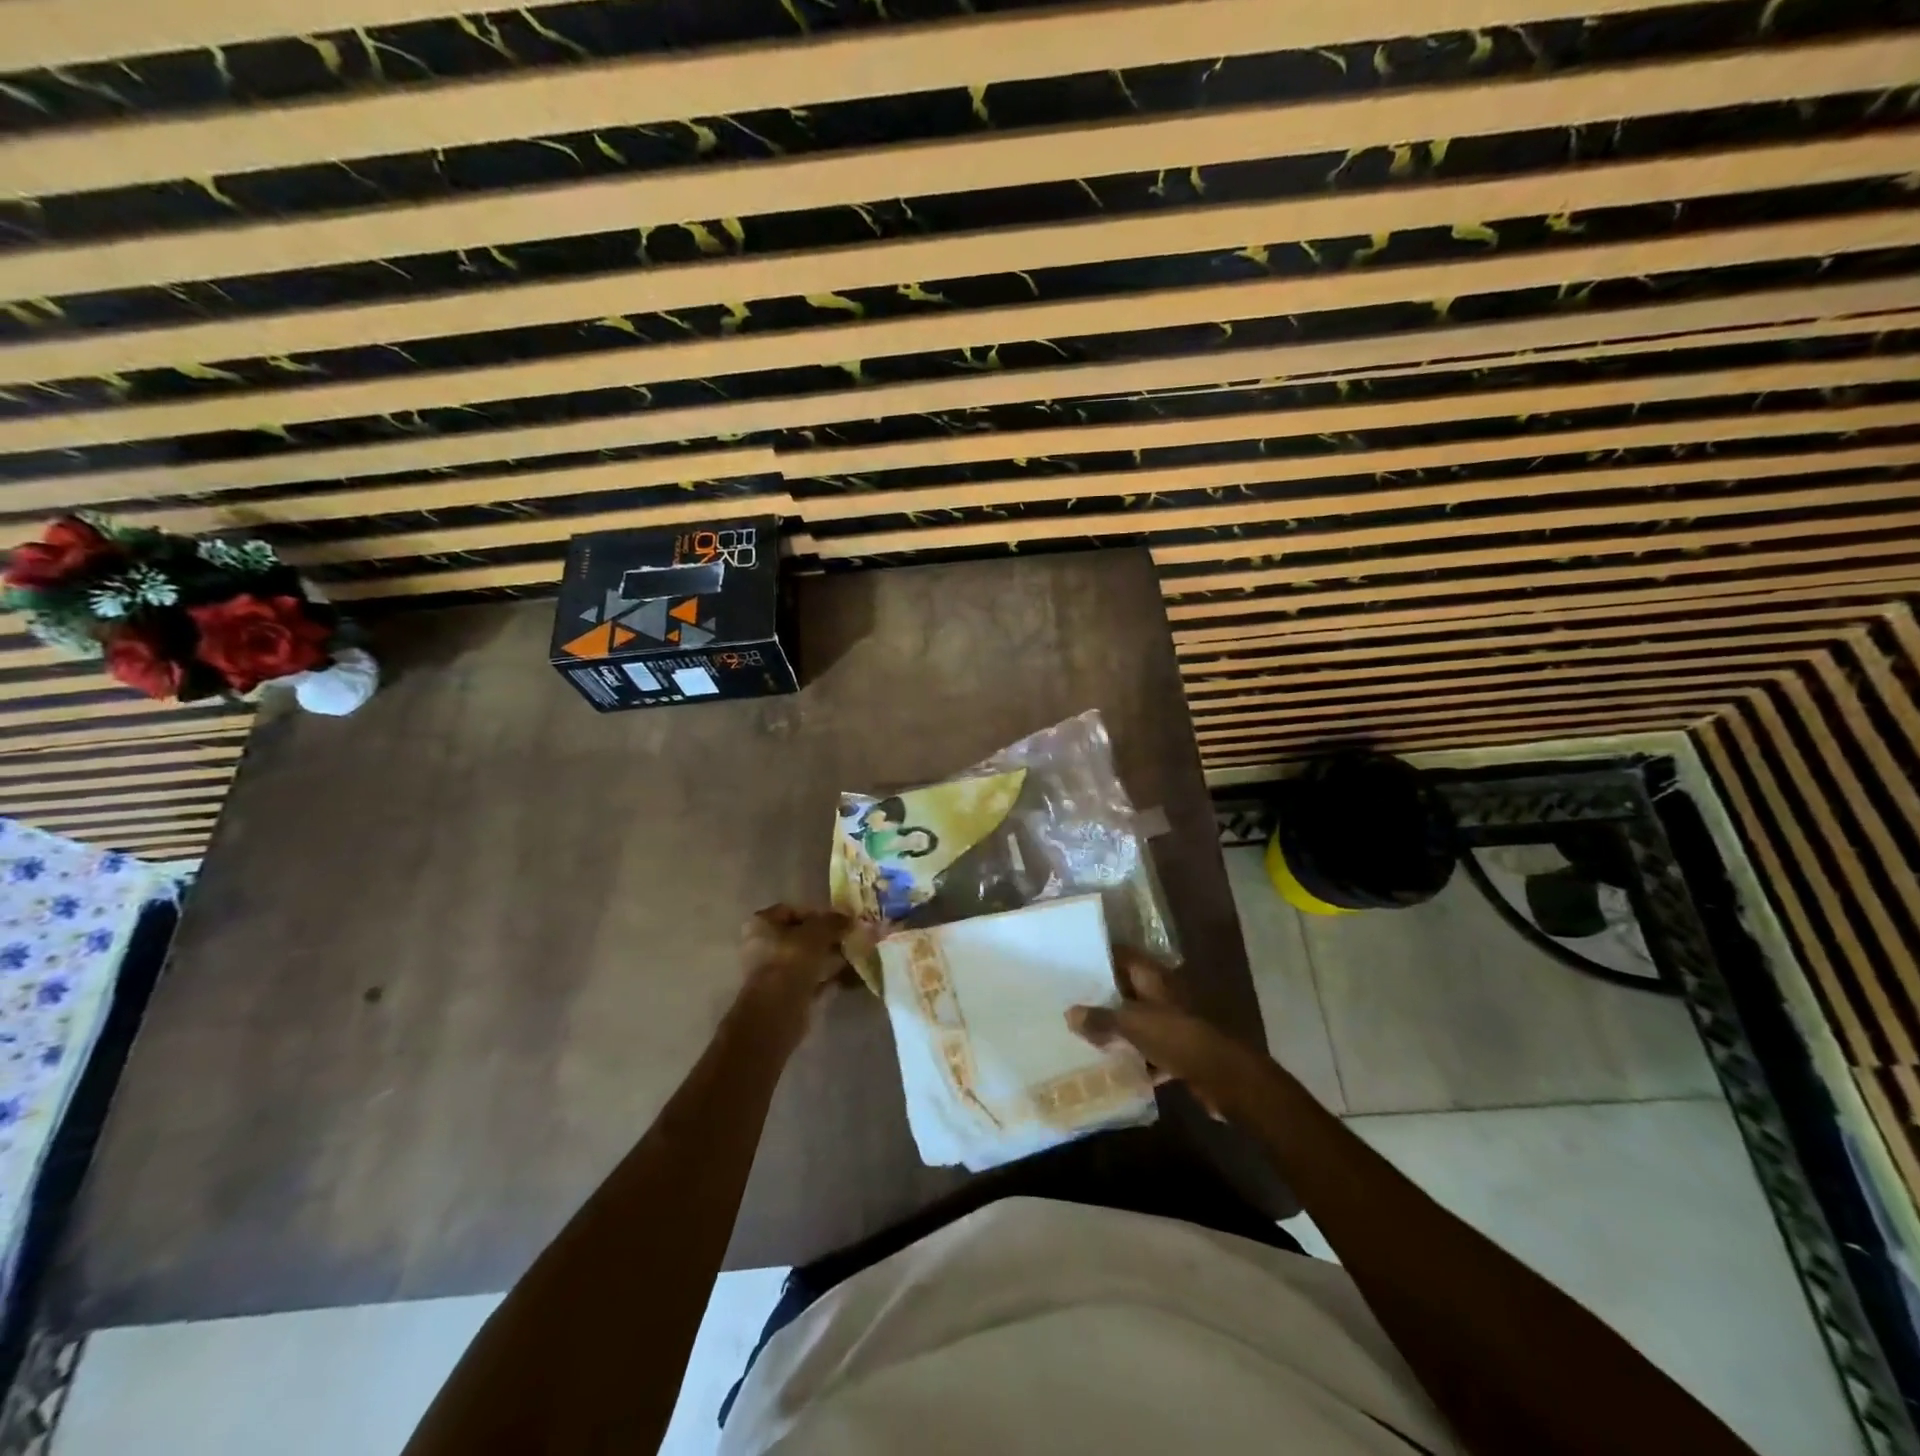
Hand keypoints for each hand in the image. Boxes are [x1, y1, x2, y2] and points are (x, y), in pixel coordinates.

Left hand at [736, 905, 850, 1030]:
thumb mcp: (817, 933)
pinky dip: (829, 978)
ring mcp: (774, 973)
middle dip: (826, 938)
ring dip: (830, 958)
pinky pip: (812, 980)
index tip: (839, 920)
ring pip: (808, 960)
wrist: (778, 1011)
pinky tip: (851, 975)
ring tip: (855, 955)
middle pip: (800, 937)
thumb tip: (848, 918)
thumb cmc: (791, 961)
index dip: (817, 913)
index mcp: (761, 924)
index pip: (791, 910)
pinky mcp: (786, 996)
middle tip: (850, 938)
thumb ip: (833, 922)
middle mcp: (763, 946)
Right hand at [1067, 948, 1270, 1119]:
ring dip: (1118, 1027)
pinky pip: (1150, 1049)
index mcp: (1153, 977)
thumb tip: (1070, 1012)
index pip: (1123, 956)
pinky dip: (1136, 1056)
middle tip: (1072, 999)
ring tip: (1084, 1032)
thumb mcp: (1132, 1024)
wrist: (1221, 1075)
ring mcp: (1173, 1021)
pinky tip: (1114, 1066)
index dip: (1100, 957)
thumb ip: (1101, 1018)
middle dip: (1104, 996)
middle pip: (1129, 989)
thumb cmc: (1175, 1036)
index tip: (1073, 963)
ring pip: (1139, 1019)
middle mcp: (1163, 994)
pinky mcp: (1180, 1049)